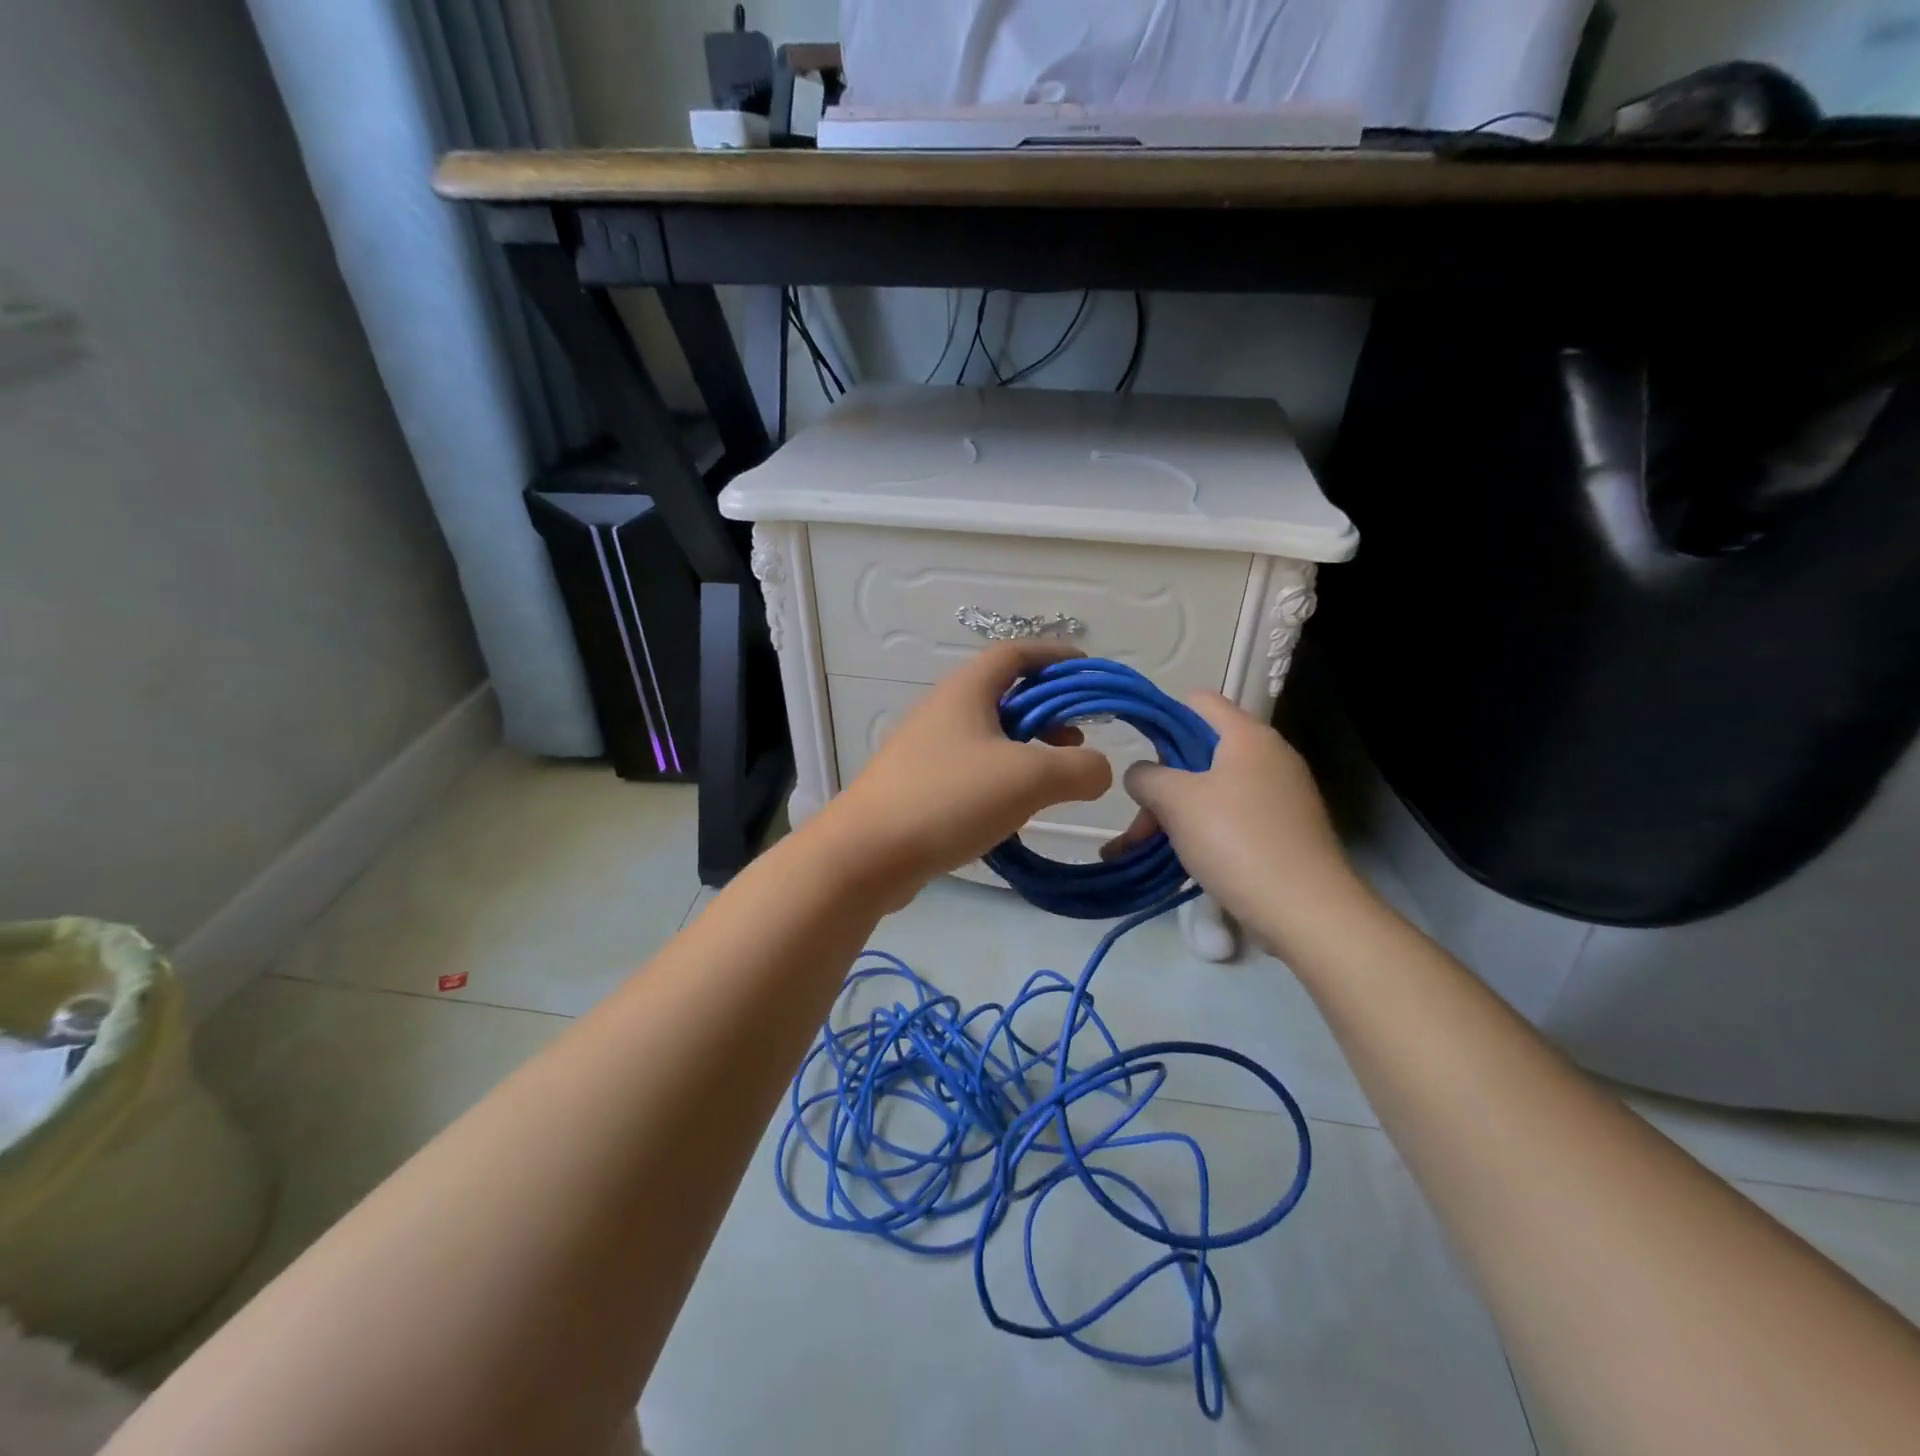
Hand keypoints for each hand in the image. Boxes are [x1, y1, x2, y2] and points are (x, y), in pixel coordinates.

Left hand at [816, 643, 1113, 899]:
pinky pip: (971, 767)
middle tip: (1079, 738)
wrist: (867, 854)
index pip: (1015, 654)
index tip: (1088, 671)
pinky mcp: (918, 785)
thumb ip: (1079, 769)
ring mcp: (926, 749)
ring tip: (1055, 777)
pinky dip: (1002, 775)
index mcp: (966, 691)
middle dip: (1048, 709)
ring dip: (1027, 746)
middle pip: (1003, 694)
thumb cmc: (949, 798)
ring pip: (988, 734)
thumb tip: (1098, 770)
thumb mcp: (1029, 778)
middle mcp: (943, 711)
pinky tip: (1016, 808)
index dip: (1054, 656)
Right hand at [1105, 693, 1362, 951]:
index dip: (1163, 716)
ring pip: (1211, 790)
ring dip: (1173, 814)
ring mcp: (1279, 796)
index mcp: (1248, 736)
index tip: (1134, 745)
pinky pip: (1230, 819)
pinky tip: (1176, 861)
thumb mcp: (1176, 801)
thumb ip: (1147, 776)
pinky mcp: (1283, 831)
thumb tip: (1142, 775)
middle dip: (1161, 782)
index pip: (1199, 701)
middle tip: (1136, 820)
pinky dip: (1200, 832)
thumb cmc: (1237, 840)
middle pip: (1201, 752)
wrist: (1306, 911)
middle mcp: (1269, 757)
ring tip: (1139, 849)